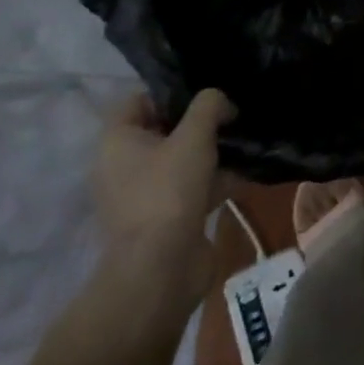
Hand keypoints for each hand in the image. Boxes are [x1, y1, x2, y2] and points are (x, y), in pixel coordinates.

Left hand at [90, 90, 235, 328]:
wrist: (161, 271)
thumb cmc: (168, 191)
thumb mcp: (194, 135)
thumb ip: (210, 105)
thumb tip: (221, 102)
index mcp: (117, 142)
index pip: (140, 100)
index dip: (172, 92)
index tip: (206, 94)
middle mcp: (124, 166)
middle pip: (165, 130)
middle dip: (200, 122)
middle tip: (232, 114)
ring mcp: (144, 195)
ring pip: (182, 160)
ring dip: (212, 152)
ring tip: (245, 141)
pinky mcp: (165, 219)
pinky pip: (192, 188)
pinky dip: (215, 181)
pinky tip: (246, 173)